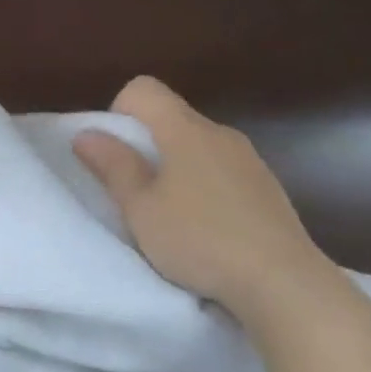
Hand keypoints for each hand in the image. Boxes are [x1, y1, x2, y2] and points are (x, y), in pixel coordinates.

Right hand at [73, 76, 346, 326]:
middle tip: (135, 193)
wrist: (284, 282)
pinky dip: (204, 185)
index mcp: (186, 131)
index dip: (119, 112)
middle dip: (145, 144)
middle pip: (171, 117)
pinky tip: (207, 227)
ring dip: (175, 167)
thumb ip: (113, 166)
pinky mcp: (267, 187)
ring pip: (198, 145)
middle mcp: (220, 134)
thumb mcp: (141, 209)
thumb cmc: (200, 241)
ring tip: (171, 215)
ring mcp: (249, 160)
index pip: (144, 89)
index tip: (116, 154)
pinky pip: (223, 169)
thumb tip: (86, 133)